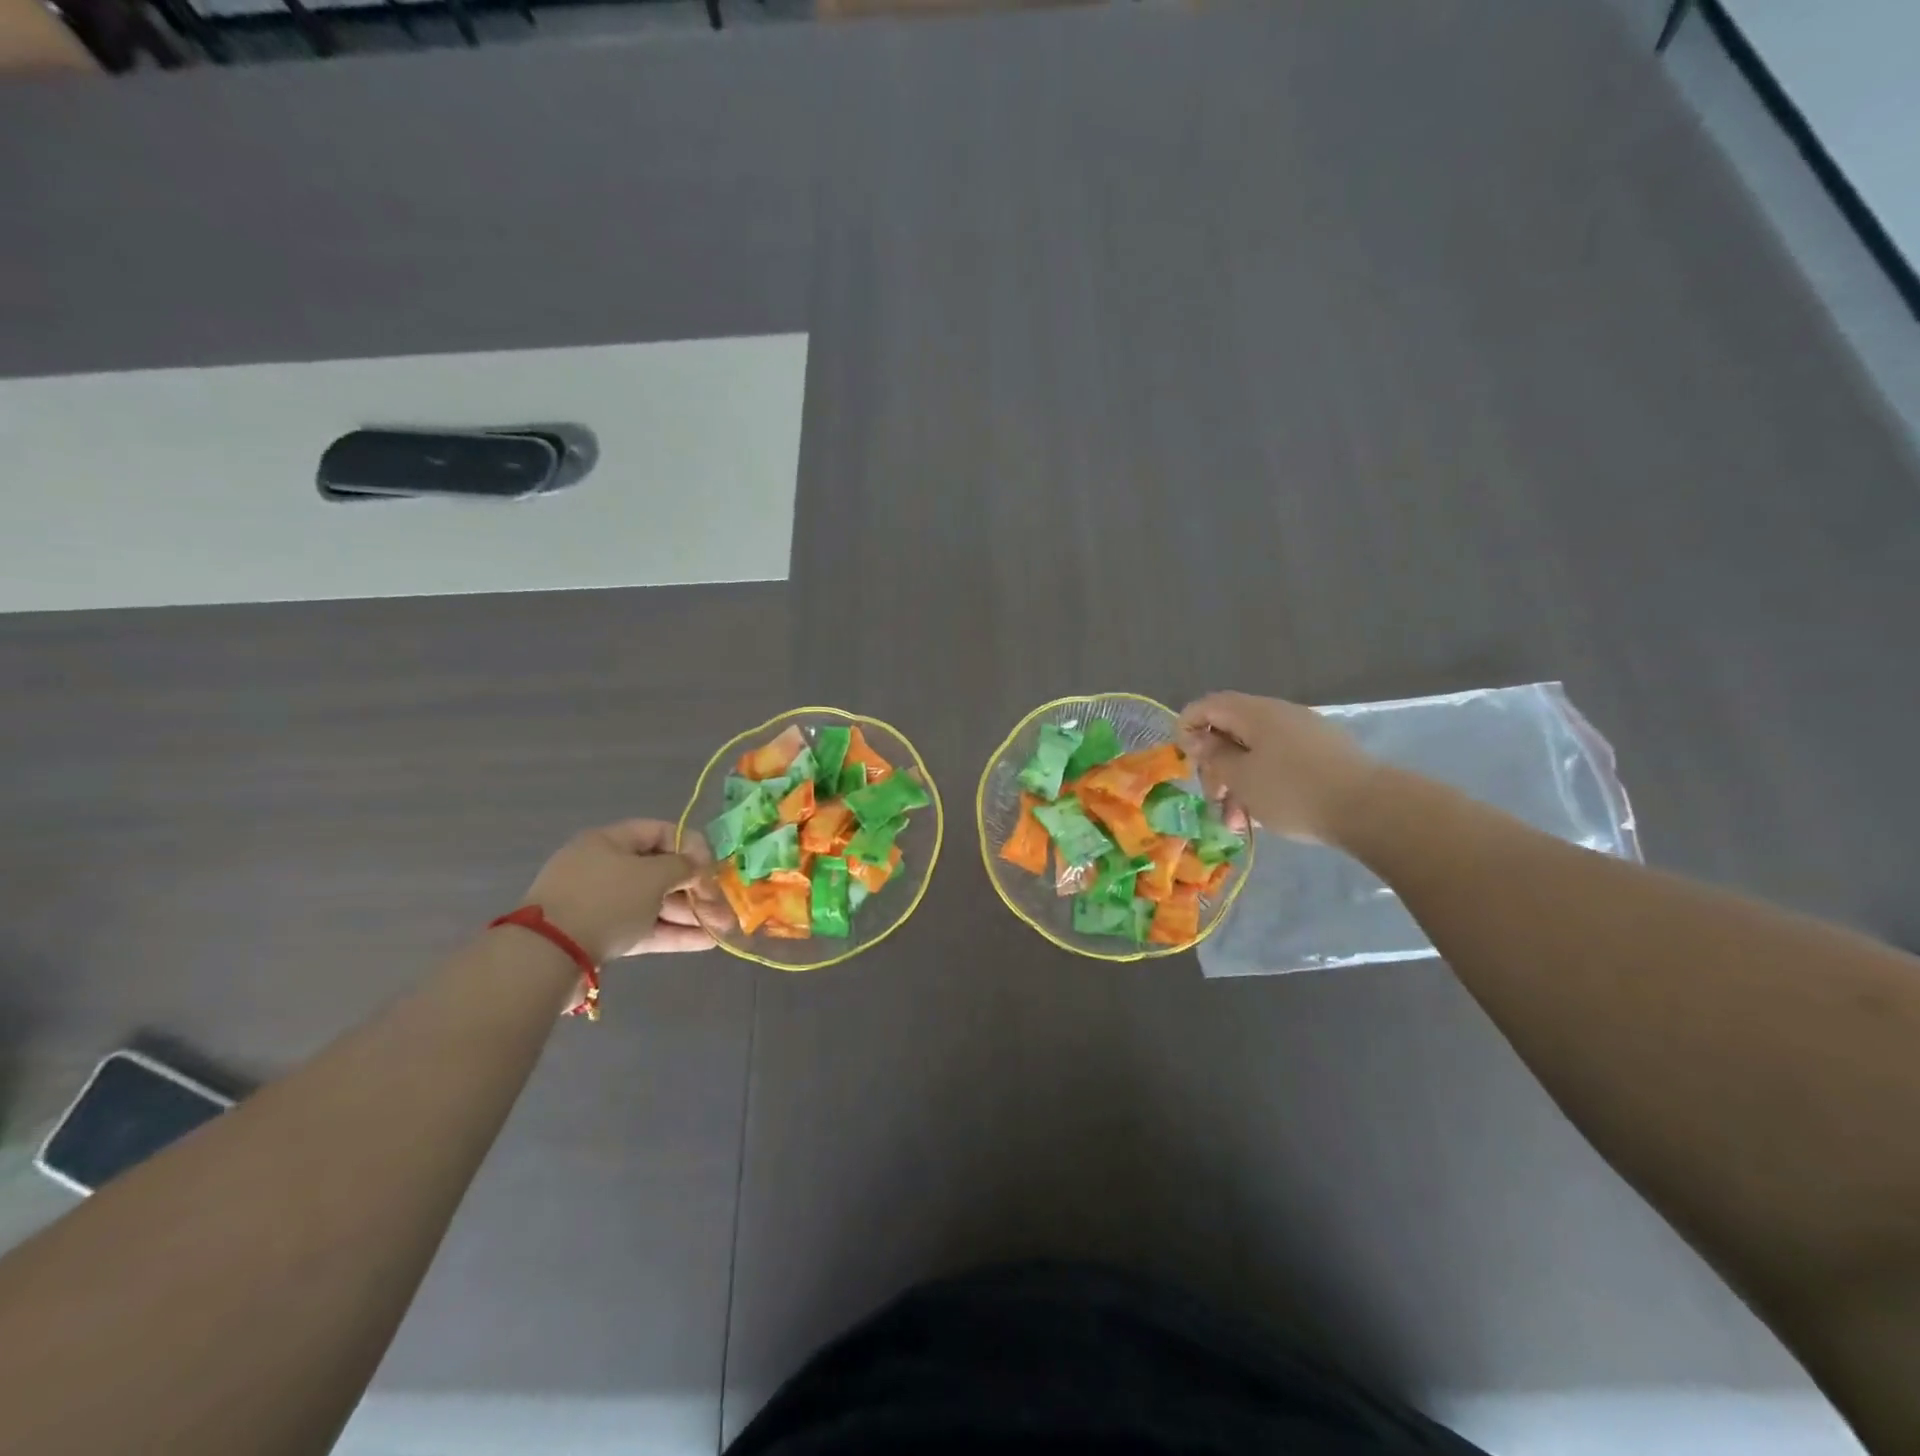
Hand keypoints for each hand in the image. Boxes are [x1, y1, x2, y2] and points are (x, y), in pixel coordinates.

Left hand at [523, 819, 717, 962]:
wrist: (547, 956)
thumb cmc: (606, 899)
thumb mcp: (652, 875)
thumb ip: (682, 867)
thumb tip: (696, 868)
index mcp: (610, 841)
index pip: (660, 832)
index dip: (691, 847)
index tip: (712, 868)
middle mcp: (604, 867)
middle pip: (660, 871)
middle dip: (696, 889)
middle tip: (723, 907)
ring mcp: (601, 903)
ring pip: (654, 902)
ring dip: (689, 914)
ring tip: (722, 929)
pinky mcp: (600, 935)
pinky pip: (642, 927)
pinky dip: (672, 932)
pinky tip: (704, 942)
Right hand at [1177, 692, 1379, 844]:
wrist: (1370, 809)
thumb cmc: (1292, 791)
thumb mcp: (1241, 777)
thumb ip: (1214, 756)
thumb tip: (1198, 738)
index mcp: (1254, 712)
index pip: (1206, 705)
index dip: (1187, 729)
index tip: (1187, 763)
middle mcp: (1278, 714)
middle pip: (1230, 730)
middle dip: (1216, 766)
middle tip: (1215, 800)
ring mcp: (1304, 733)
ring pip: (1255, 752)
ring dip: (1238, 784)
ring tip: (1238, 823)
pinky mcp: (1322, 754)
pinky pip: (1279, 762)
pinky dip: (1263, 784)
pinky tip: (1264, 816)